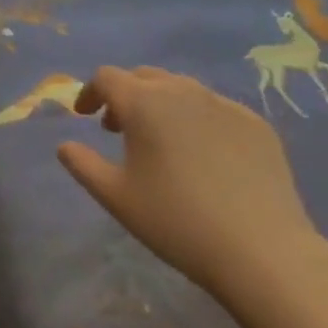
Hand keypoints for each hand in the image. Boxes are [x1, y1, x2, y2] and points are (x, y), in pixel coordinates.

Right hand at [57, 66, 327, 299]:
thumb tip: (65, 146)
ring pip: (182, 88)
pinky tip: (203, 155)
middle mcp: (183, 91)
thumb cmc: (177, 221)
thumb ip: (83, 165)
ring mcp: (224, 105)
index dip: (90, 92)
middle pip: (144, 76)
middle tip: (117, 128)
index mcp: (144, 103)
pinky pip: (215, 108)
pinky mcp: (256, 124)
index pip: (107, 77)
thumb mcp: (116, 197)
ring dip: (161, 104)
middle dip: (125, 95)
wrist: (263, 251)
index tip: (85, 116)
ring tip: (160, 140)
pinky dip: (197, 119)